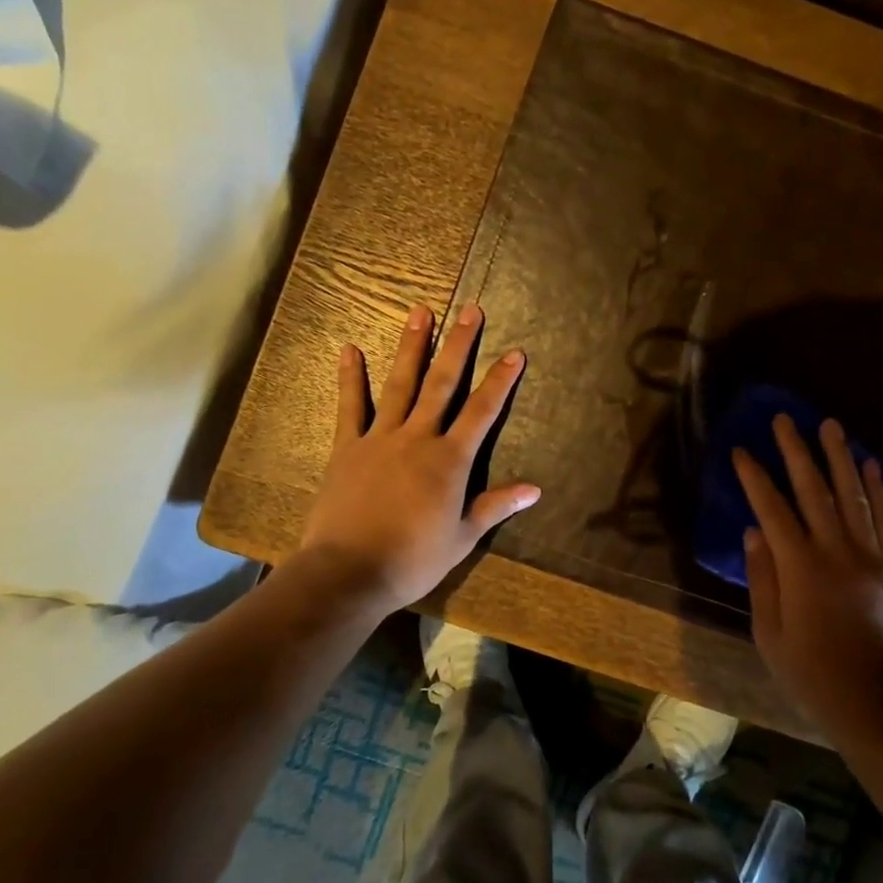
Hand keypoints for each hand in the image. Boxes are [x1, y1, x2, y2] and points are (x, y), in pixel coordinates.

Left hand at [300, 302, 539, 609]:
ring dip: (412, 347)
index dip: (500, 381)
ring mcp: (379, 438)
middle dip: (459, 346)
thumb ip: (495, 506)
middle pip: (443, 384)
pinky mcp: (346, 447)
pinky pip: (350, 406)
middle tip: (470, 310)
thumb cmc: (412, 559)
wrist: (348, 571)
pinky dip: (351, 377)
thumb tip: (535, 489)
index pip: (482, 412)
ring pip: (400, 384)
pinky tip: (349, 349)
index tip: (515, 353)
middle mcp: (418, 438)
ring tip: (420, 312)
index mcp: (450, 461)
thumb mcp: (462, 537)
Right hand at [734, 415, 882, 739]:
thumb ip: (761, 577)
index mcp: (800, 568)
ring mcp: (871, 557)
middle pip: (813, 490)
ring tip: (829, 425)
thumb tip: (753, 532)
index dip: (755, 477)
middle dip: (795, 451)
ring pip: (853, 495)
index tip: (742, 451)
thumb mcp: (768, 633)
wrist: (875, 703)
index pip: (771, 509)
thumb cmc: (811, 673)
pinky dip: (878, 490)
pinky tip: (871, 465)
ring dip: (839, 457)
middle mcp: (836, 551)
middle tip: (784, 419)